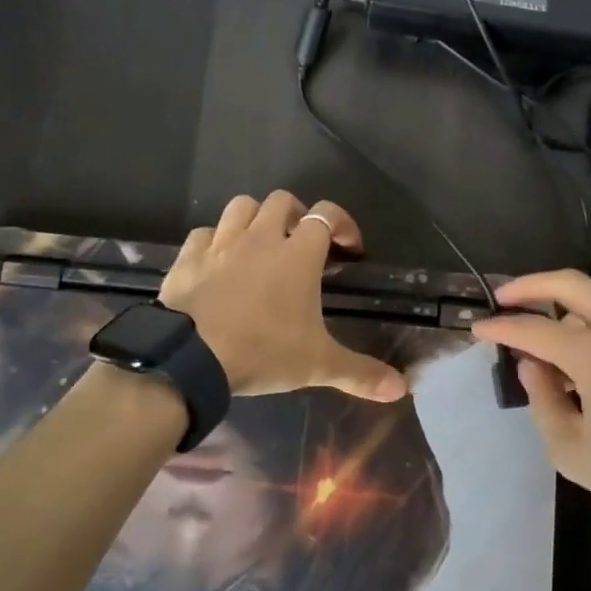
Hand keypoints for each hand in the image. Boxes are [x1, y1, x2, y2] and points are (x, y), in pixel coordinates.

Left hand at [161, 192, 407, 402]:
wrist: (191, 357)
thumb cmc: (262, 351)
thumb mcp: (317, 364)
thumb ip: (360, 373)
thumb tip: (401, 389)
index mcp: (298, 254)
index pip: (326, 215)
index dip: (342, 223)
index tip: (349, 246)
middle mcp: (260, 237)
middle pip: (282, 201)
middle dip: (296, 215)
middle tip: (302, 243)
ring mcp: (221, 243)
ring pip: (241, 206)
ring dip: (255, 218)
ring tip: (260, 243)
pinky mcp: (189, 256)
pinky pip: (204, 233)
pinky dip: (215, 240)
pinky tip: (219, 260)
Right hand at [471, 270, 590, 533]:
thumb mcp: (575, 452)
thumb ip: (543, 402)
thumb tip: (532, 366)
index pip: (533, 328)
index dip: (501, 327)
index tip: (477, 329)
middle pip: (569, 283)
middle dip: (530, 285)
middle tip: (504, 298)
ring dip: (563, 310)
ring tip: (547, 350)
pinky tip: (587, 362)